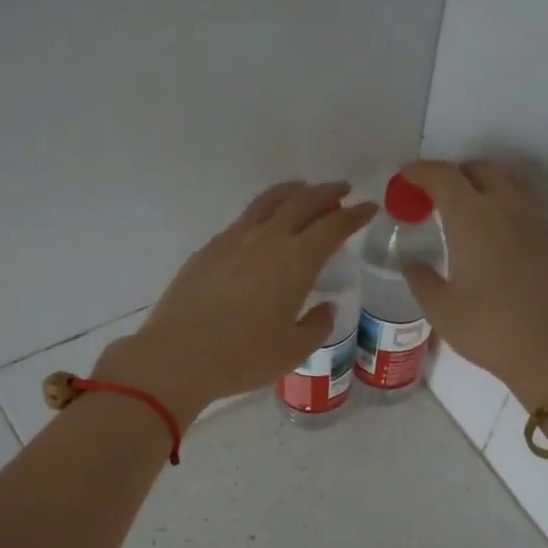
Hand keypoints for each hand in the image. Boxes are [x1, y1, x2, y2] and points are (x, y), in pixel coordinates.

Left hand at [97, 181, 377, 421]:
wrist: (179, 355)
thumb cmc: (243, 357)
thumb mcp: (293, 350)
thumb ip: (316, 325)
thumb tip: (326, 308)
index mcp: (297, 260)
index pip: (333, 226)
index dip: (354, 215)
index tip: (368, 208)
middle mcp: (267, 239)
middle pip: (303, 202)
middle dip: (326, 192)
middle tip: (342, 190)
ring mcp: (233, 239)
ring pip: (268, 201)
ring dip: (292, 192)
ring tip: (303, 191)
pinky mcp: (209, 249)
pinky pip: (244, 219)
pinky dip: (263, 213)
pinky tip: (263, 227)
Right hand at [398, 160, 547, 408]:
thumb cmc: (490, 330)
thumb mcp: (441, 310)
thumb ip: (420, 278)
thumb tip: (412, 261)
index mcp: (473, 218)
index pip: (444, 176)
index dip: (420, 171)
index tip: (404, 176)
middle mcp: (507, 208)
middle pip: (480, 170)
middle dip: (453, 175)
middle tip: (432, 197)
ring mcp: (536, 222)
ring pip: (506, 185)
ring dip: (481, 188)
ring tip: (462, 215)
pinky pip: (523, 207)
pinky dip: (502, 208)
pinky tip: (492, 239)